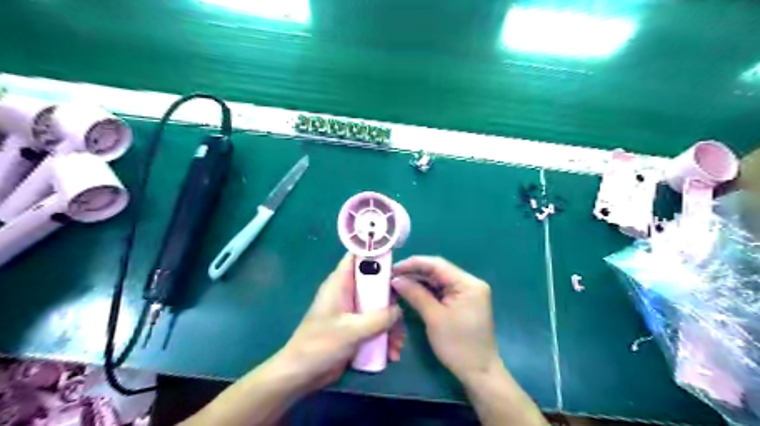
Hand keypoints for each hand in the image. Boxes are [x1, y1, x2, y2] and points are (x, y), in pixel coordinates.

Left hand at [276, 253, 402, 392]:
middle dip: (391, 301)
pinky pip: (375, 324)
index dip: (377, 254)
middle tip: (402, 315)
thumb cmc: (321, 345)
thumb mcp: (353, 330)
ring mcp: (352, 311)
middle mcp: (347, 292)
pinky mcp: (354, 327)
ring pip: (378, 307)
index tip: (398, 264)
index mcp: (340, 283)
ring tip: (397, 344)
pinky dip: (384, 336)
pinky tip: (391, 353)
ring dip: (391, 325)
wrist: (301, 374)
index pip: (358, 256)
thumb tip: (399, 310)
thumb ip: (379, 318)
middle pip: (375, 284)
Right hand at [392, 256, 502, 382]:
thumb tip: (396, 279)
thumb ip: (415, 294)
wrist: (479, 372)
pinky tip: (412, 290)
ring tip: (398, 282)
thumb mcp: (434, 318)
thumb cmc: (458, 345)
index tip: (393, 268)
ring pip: (439, 280)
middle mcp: (470, 283)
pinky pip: (443, 290)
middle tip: (392, 276)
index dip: (413, 264)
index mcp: (468, 283)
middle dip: (415, 272)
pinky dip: (427, 290)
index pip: (437, 264)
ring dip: (419, 281)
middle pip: (439, 271)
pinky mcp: (464, 302)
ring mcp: (468, 292)